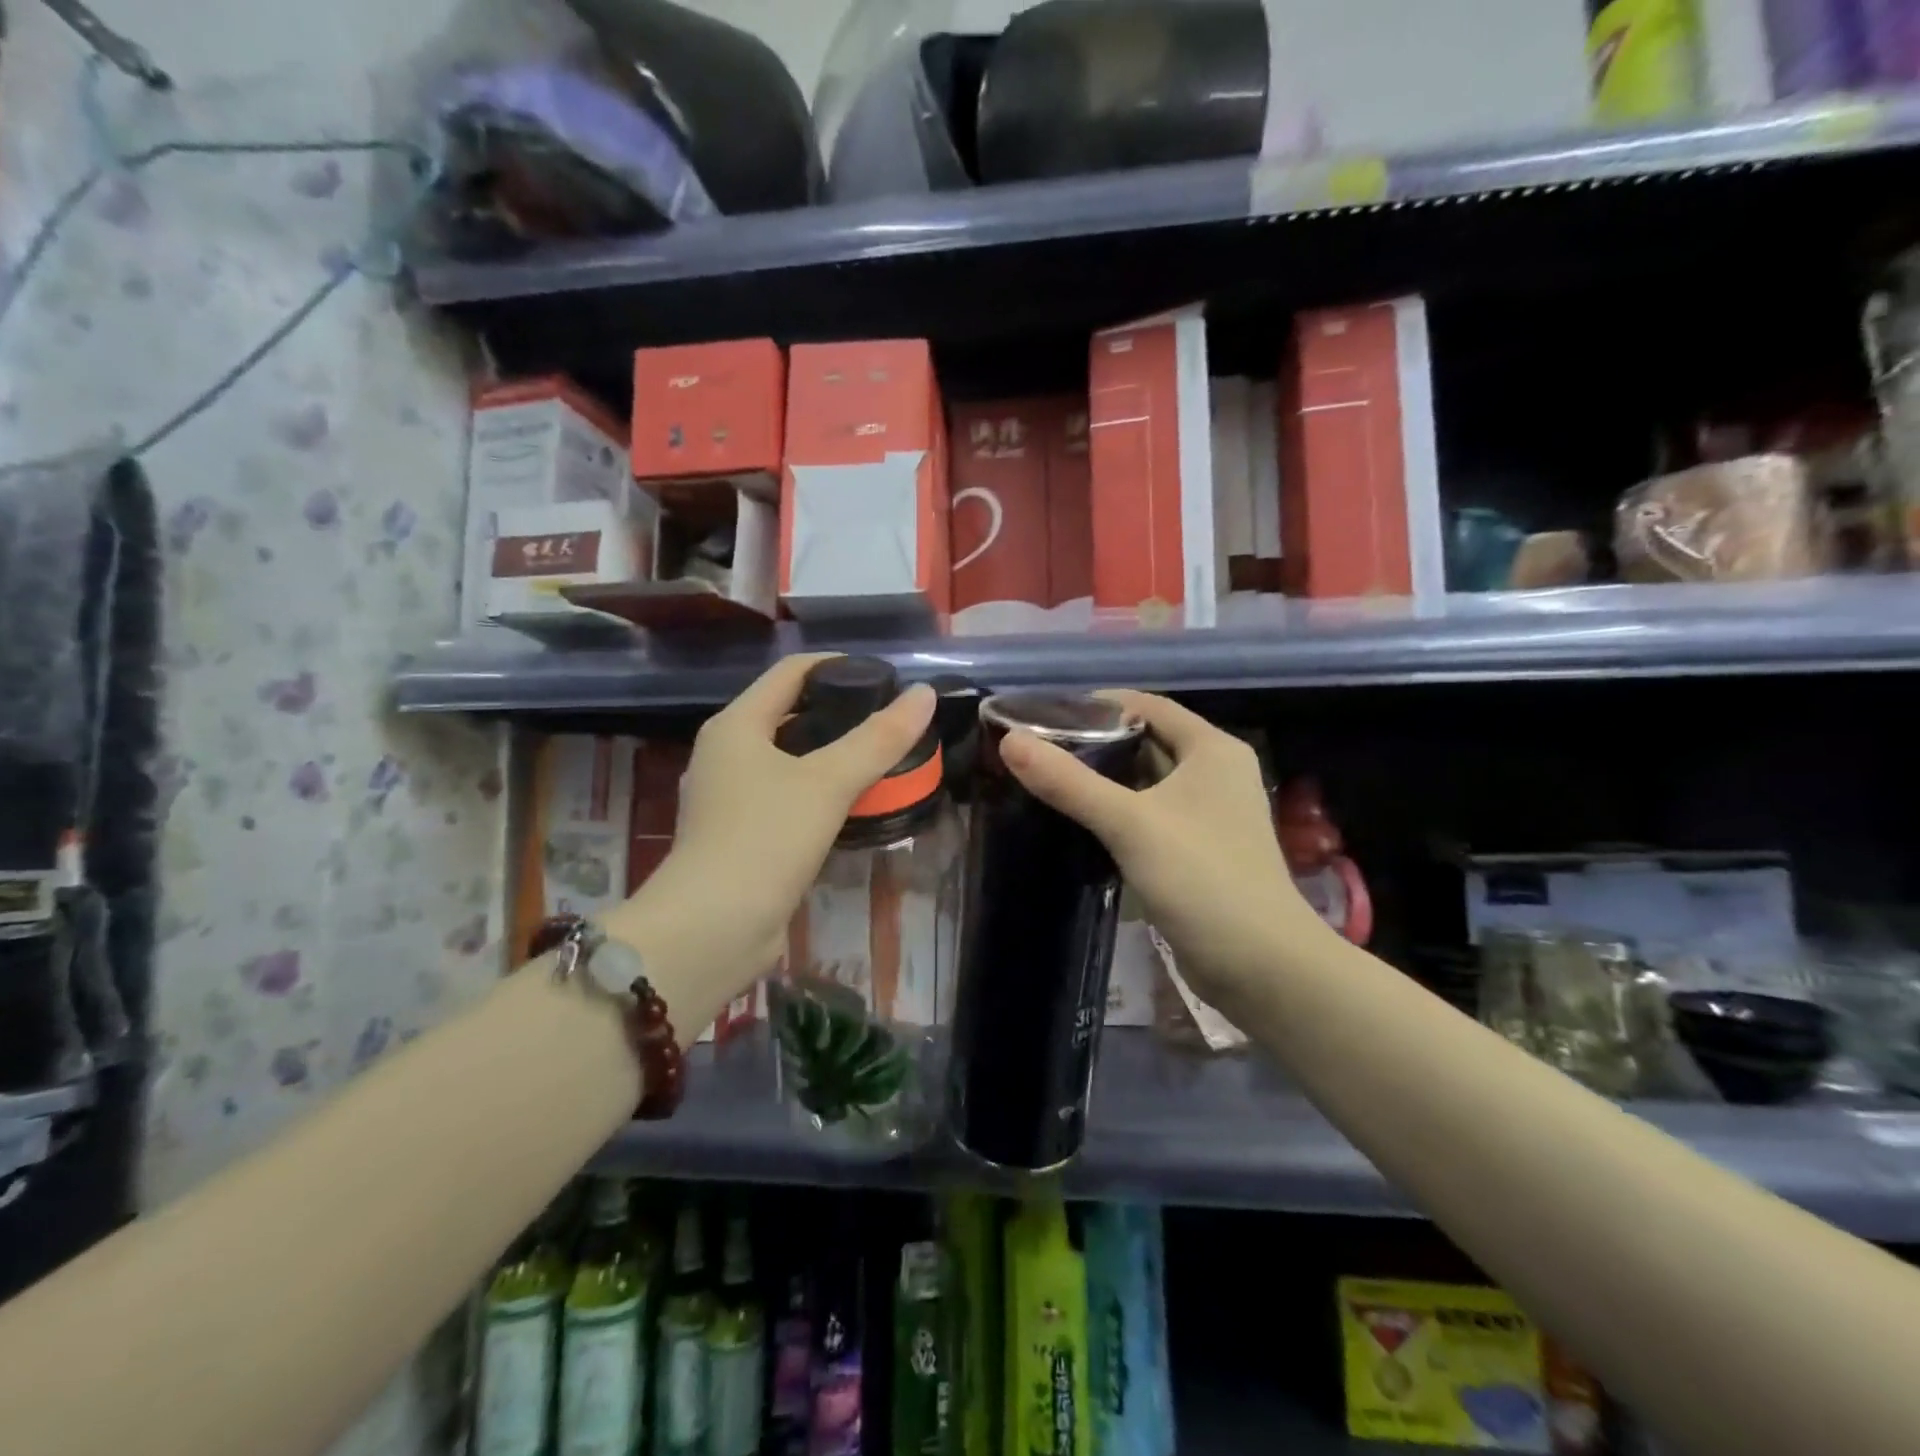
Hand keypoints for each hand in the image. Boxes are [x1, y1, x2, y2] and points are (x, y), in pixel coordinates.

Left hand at [607, 655, 934, 1018]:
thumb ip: (878, 739)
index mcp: (737, 725)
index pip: (790, 672)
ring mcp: (729, 798)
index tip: (884, 677)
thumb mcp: (828, 783)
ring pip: (788, 760)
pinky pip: (786, 798)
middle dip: (839, 713)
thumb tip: (923, 694)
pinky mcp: (740, 836)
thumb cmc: (765, 840)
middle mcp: (726, 754)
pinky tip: (852, 806)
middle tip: (889, 721)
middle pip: (789, 714)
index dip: (837, 665)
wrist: (711, 929)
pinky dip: (819, 793)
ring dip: (831, 756)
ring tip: (879, 760)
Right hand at [999, 691, 1326, 1010]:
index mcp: (1212, 750)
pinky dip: (1117, 813)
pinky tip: (1078, 822)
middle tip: (1038, 749)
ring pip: (1146, 782)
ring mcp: (1209, 815)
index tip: (1046, 714)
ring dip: (1104, 780)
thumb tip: (1009, 741)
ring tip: (1047, 779)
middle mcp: (1215, 773)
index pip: (1148, 705)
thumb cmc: (1202, 878)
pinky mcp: (1198, 850)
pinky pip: (1149, 817)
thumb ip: (1069, 782)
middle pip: (1146, 742)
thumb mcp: (1130, 824)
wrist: (1262, 967)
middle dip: (1095, 743)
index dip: (1098, 704)